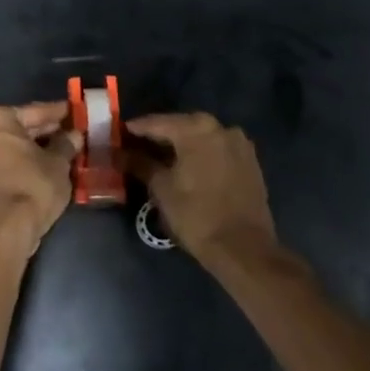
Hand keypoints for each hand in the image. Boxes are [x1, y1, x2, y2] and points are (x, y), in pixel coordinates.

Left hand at [0, 102, 81, 260]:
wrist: (4, 231)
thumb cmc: (32, 186)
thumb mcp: (58, 163)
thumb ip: (66, 144)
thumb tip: (74, 135)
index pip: (35, 111)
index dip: (57, 112)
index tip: (74, 111)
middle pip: (21, 127)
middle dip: (46, 130)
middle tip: (71, 130)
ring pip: (14, 146)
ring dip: (37, 147)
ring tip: (64, 149)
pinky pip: (8, 161)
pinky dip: (26, 161)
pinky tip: (47, 165)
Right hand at [122, 112, 275, 265]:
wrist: (243, 248)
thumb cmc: (196, 215)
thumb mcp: (161, 188)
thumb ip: (140, 164)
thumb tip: (119, 153)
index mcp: (196, 129)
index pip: (158, 122)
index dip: (136, 128)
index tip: (120, 132)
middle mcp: (221, 128)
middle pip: (182, 126)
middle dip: (161, 135)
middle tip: (139, 145)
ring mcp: (240, 144)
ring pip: (202, 137)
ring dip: (183, 144)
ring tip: (163, 157)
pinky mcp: (250, 162)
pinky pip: (218, 149)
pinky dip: (202, 154)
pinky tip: (189, 167)